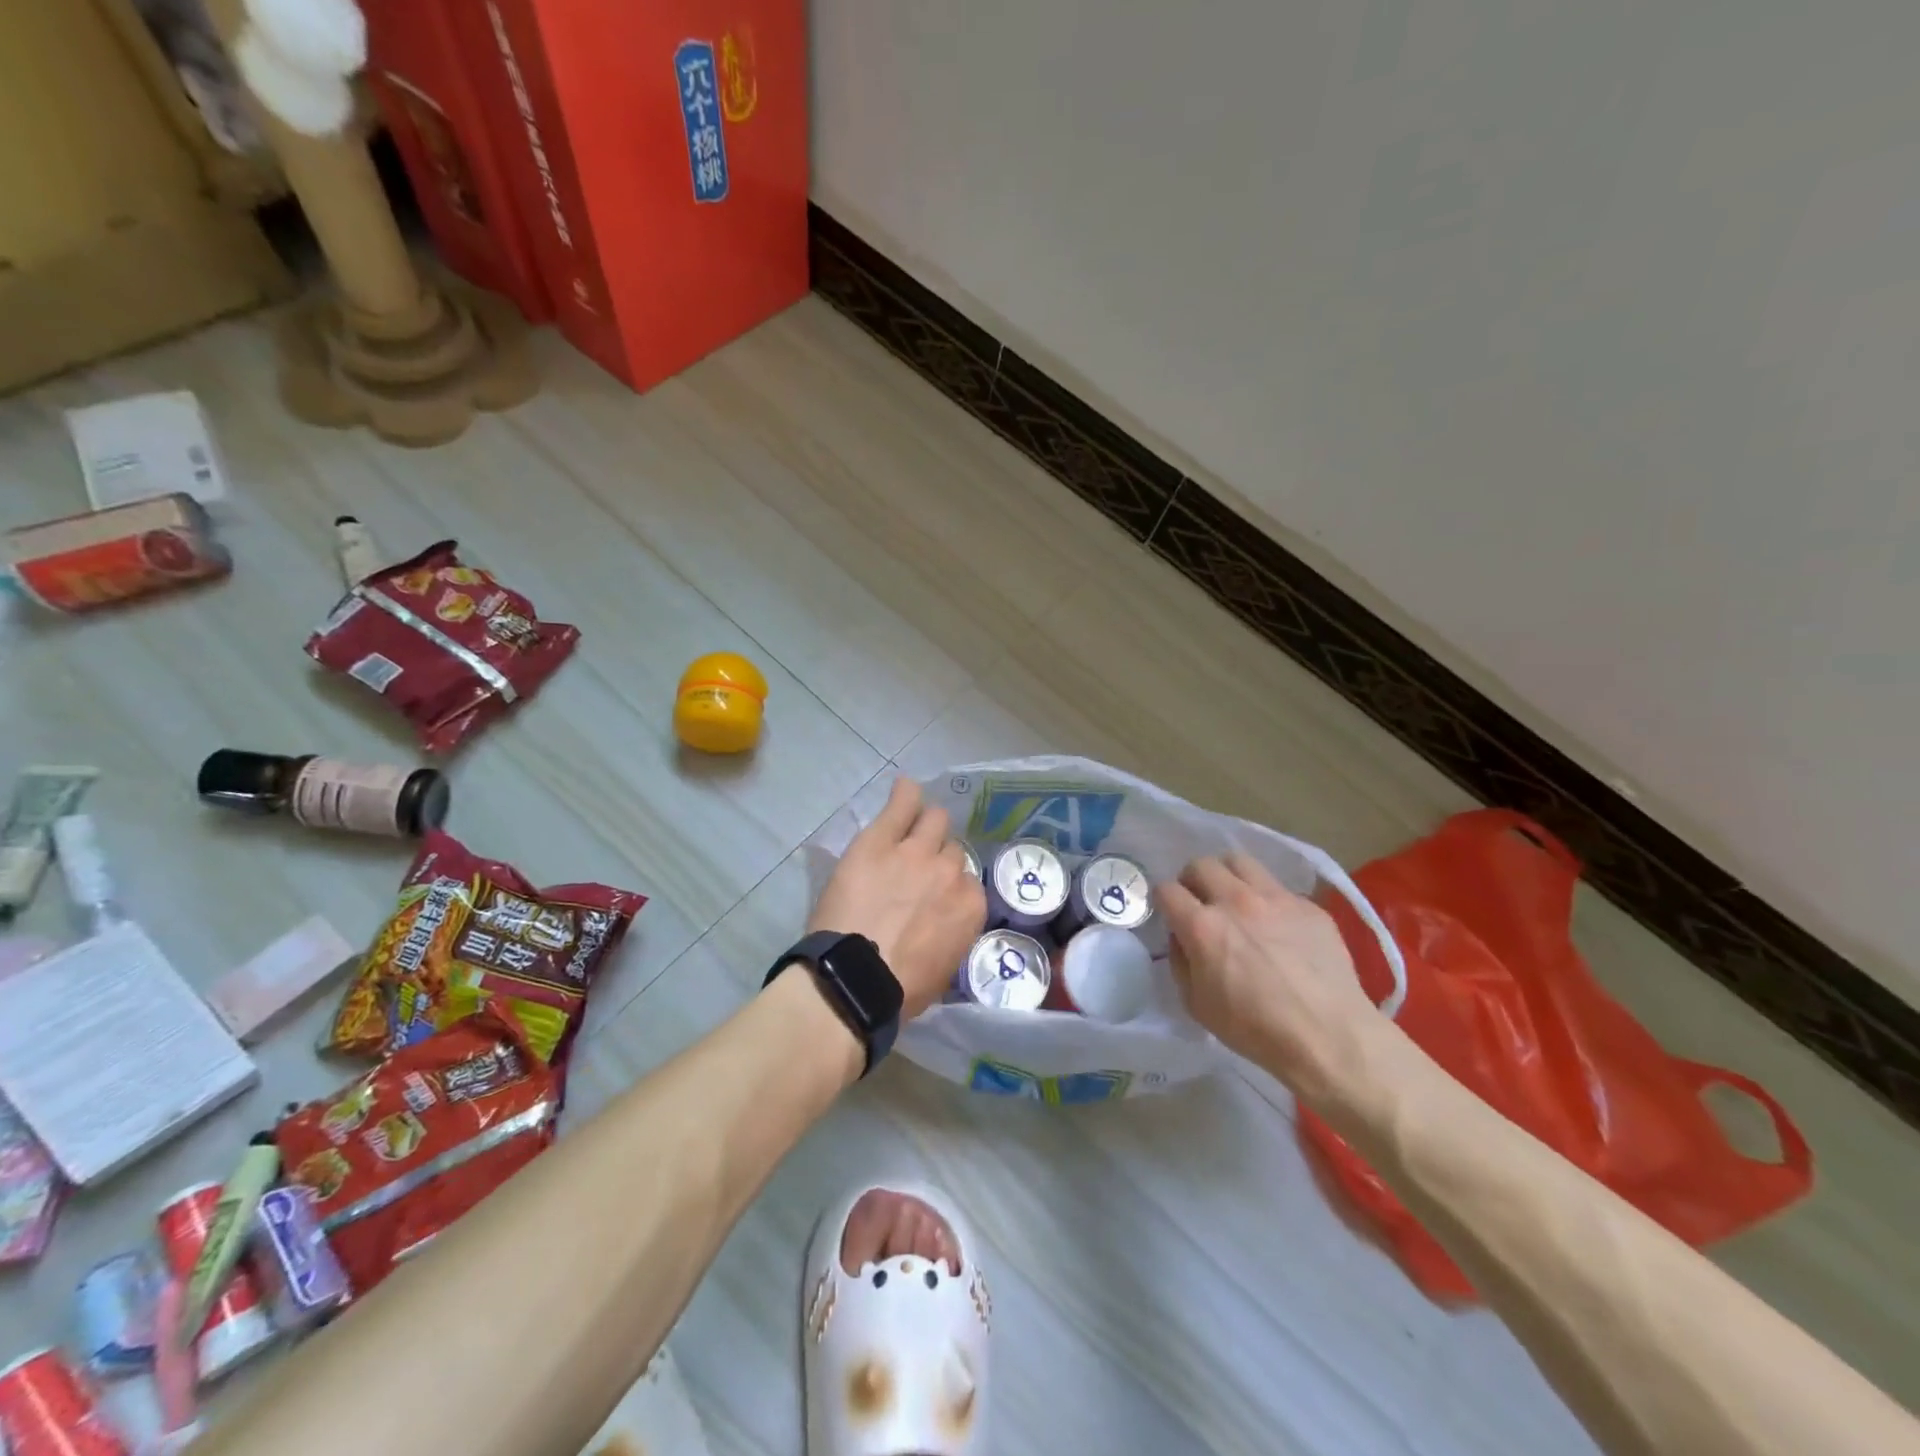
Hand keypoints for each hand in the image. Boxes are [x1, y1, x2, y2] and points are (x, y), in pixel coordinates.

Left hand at [809, 778, 986, 1018]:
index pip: (966, 881)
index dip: (947, 886)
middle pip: (952, 849)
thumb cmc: (899, 989)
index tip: (932, 896)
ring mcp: (915, 851)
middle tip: (916, 869)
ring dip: (925, 825)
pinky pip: (902, 803)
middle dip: (937, 856)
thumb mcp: (943, 967)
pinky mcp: (880, 840)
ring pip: (934, 820)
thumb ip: (953, 933)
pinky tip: (904, 789)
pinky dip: (904, 795)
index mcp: (970, 906)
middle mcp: (949, 872)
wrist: (854, 979)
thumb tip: (944, 922)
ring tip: (909, 828)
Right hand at [1157, 853, 1386, 1102]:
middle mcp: (1235, 901)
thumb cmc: (1255, 1029)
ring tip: (1233, 897)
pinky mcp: (1308, 905)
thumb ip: (1181, 962)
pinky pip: (1277, 886)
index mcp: (1203, 926)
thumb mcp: (1196, 1004)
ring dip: (1227, 875)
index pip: (1167, 890)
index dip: (1163, 901)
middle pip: (1200, 864)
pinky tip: (1275, 924)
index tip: (1170, 914)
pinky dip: (1266, 898)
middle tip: (1200, 902)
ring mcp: (1275, 898)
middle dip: (1192, 881)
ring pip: (1239, 861)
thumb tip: (1183, 939)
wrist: (1330, 1037)